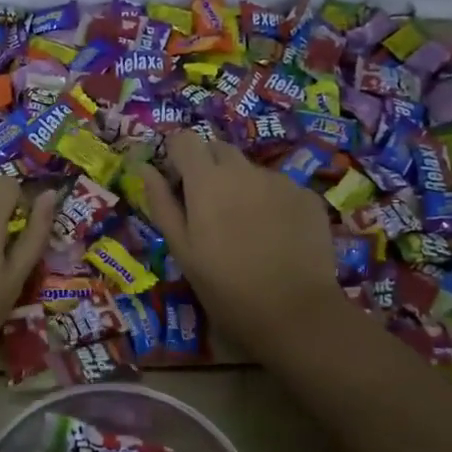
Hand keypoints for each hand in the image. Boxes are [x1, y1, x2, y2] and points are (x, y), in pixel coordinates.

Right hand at [138, 131, 345, 354]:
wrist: (295, 312)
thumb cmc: (225, 287)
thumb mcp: (182, 250)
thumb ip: (161, 203)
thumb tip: (144, 169)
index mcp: (207, 181)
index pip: (185, 140)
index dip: (177, 157)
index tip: (177, 183)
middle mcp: (244, 170)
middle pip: (219, 150)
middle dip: (208, 169)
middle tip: (208, 210)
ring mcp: (280, 180)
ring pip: (250, 171)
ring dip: (241, 187)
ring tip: (245, 229)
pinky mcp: (307, 196)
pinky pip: (279, 188)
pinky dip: (271, 203)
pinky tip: (274, 236)